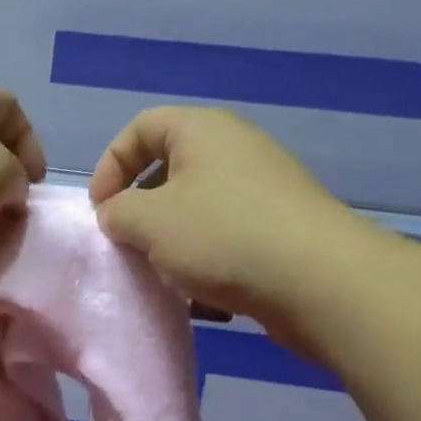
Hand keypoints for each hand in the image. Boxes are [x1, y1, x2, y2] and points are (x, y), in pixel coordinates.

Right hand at [90, 106, 379, 334]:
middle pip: (169, 167)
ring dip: (171, 238)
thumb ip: (116, 212)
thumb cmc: (222, 236)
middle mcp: (235, 148)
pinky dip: (206, 257)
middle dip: (140, 206)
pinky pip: (227, 234)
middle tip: (127, 240)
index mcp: (202, 130)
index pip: (139, 128)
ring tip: (162, 271)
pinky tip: (202, 292)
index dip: (110, 165)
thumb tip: (118, 215)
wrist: (319, 281)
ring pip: (197, 206)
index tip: (101, 210)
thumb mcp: (147, 221)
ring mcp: (263, 188)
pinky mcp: (281, 227)